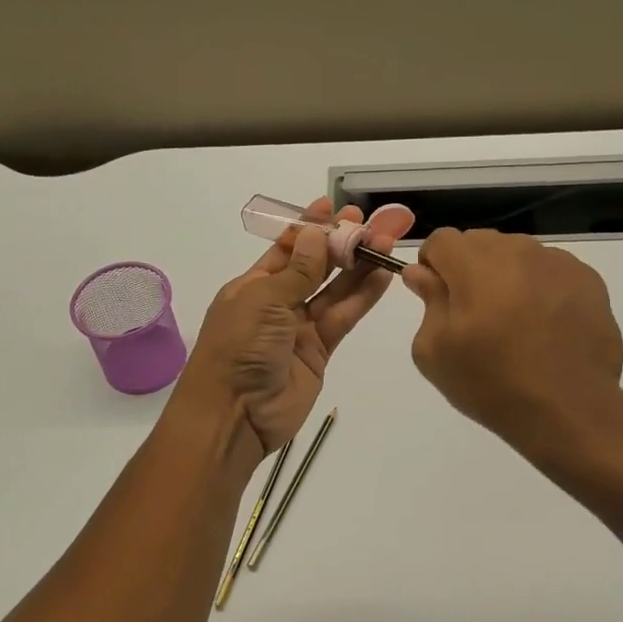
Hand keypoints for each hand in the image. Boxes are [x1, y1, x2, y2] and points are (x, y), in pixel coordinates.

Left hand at [173, 198, 413, 459]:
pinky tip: (383, 275)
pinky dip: (362, 297)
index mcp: (253, 285)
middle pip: (316, 266)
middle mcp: (277, 302)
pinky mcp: (319, 351)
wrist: (234, 414)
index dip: (311, 228)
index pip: (287, 248)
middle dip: (343, 243)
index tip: (335, 207)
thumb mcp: (264, 300)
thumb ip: (297, 270)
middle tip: (373, 221)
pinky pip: (343, 317)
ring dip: (359, 266)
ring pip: (335, 290)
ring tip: (387, 241)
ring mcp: (299, 327)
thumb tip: (316, 233)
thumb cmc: (238, 347)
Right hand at [402, 229, 622, 451]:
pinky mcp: (588, 279)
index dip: (433, 265)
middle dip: (469, 268)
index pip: (440, 240)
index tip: (437, 297)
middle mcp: (516, 251)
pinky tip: (545, 326)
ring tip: (514, 322)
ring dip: (506, 276)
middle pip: (479, 242)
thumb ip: (427, 300)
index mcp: (474, 264)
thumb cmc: (491, 383)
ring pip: (516, 254)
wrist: (568, 410)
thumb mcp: (435, 351)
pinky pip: (550, 270)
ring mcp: (557, 262)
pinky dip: (540, 287)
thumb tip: (421, 273)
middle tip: (475, 315)